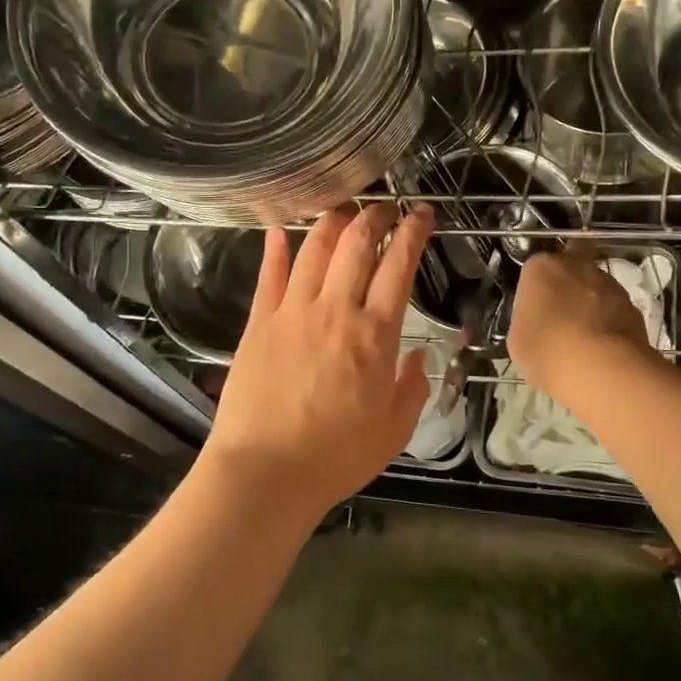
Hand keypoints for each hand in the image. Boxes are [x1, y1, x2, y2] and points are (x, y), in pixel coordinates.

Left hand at [201, 202, 434, 518]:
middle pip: (356, 245)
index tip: (422, 213)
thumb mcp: (395, 430)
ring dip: (332, 223)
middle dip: (374, 216)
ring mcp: (292, 313)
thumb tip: (419, 356)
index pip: (398, 267)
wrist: (266, 473)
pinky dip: (276, 249)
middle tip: (384, 207)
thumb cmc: (337, 457)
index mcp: (375, 335)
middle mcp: (335, 311)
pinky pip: (269, 277)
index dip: (413, 233)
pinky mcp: (258, 324)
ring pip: (314, 250)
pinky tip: (280, 229)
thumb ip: (412, 388)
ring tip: (343, 209)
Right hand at [507, 246, 653, 404]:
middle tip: (562, 307)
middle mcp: (577, 266)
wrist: (601, 370)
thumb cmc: (546, 350)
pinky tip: (603, 345)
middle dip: (569, 278)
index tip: (536, 305)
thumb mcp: (518, 338)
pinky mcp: (633, 307)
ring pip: (598, 284)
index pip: (536, 266)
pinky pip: (615, 308)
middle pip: (573, 262)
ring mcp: (610, 284)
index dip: (537, 285)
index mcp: (542, 268)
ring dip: (592, 300)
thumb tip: (538, 321)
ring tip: (585, 333)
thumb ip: (528, 318)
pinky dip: (610, 320)